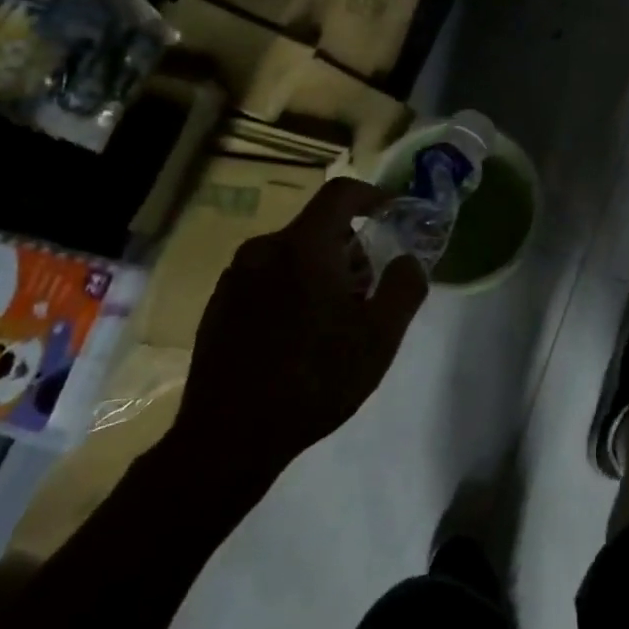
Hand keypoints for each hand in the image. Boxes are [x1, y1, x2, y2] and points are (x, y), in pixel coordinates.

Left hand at [157, 179, 427, 515]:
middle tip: (369, 290)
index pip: (341, 192)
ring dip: (321, 271)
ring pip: (292, 254)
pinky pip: (267, 278)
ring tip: (335, 321)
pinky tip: (299, 337)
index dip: (372, 196)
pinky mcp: (219, 305)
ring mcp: (236, 277)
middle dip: (351, 248)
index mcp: (304, 246)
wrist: (229, 436)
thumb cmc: (315, 378)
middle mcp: (264, 249)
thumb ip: (405, 287)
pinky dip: (292, 289)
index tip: (392, 214)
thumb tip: (408, 259)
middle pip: (318, 227)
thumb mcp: (380, 336)